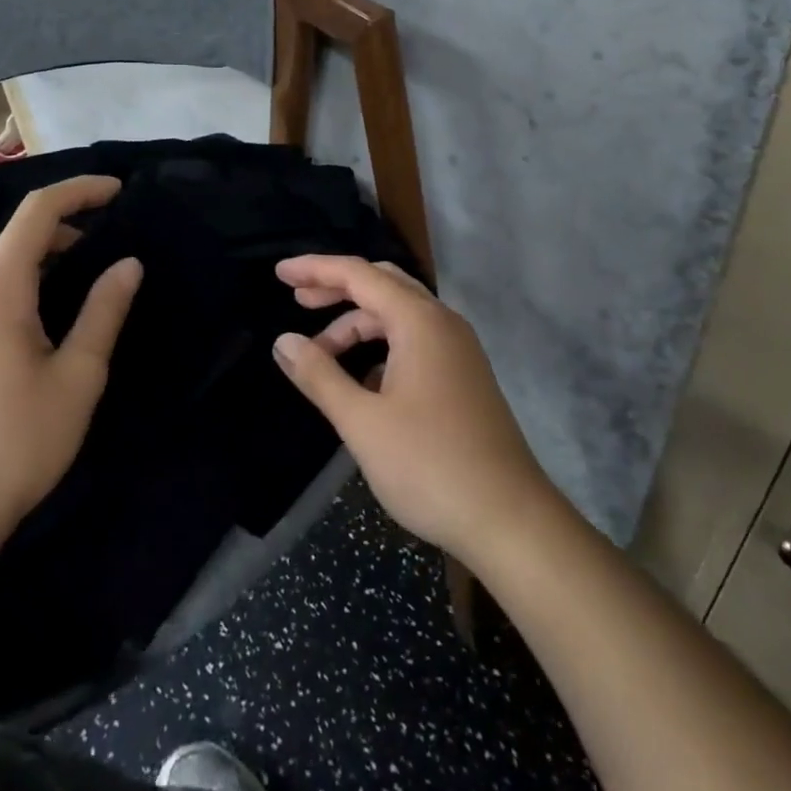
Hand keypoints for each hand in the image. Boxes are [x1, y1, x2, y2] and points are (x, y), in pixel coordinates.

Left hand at [0, 176, 142, 555]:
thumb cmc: (15, 442)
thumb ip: (105, 311)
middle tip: (108, 247)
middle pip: (15, 237)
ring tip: (78, 287)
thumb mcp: (78, 376)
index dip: (81, 190)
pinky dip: (16, 290)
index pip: (38, 210)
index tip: (118, 191)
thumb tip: (129, 264)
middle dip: (65, 229)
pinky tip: (35, 330)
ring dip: (41, 262)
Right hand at [271, 255, 556, 564]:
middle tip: (296, 302)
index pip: (358, 274)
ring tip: (320, 355)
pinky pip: (414, 342)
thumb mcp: (362, 422)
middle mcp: (442, 323)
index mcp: (419, 320)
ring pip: (398, 316)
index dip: (315, 269)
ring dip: (357, 325)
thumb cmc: (430, 465)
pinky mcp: (463, 376)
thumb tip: (284, 341)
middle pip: (381, 285)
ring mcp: (457, 349)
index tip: (279, 273)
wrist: (510, 520)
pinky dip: (381, 347)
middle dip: (337, 289)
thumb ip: (320, 375)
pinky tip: (362, 380)